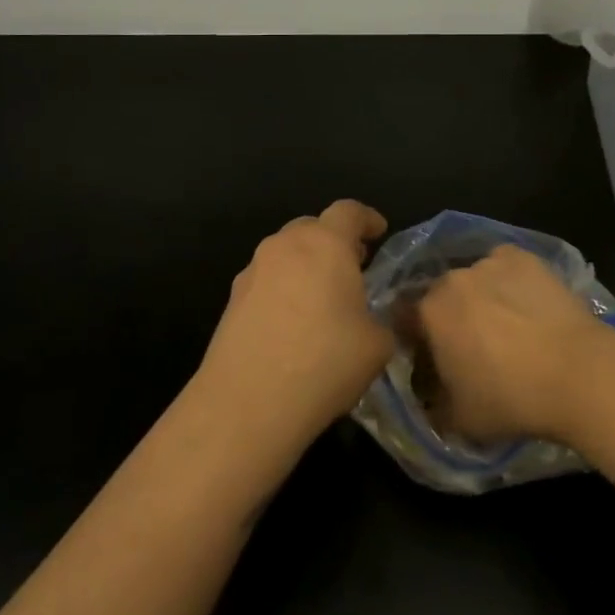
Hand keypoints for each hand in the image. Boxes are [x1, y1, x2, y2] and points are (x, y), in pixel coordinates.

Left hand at [194, 200, 392, 448]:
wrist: (248, 402)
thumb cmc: (324, 363)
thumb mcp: (377, 344)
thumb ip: (382, 319)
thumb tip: (371, 320)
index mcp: (325, 244)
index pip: (349, 211)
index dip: (367, 218)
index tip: (379, 231)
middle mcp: (285, 246)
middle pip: (313, 227)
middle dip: (334, 241)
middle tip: (353, 266)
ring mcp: (253, 271)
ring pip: (286, 253)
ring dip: (306, 265)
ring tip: (323, 298)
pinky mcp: (232, 299)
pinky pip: (267, 280)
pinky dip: (284, 289)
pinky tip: (293, 323)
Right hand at [414, 244, 612, 445]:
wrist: (579, 373)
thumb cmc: (511, 399)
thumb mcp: (461, 421)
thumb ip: (434, 406)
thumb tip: (431, 400)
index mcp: (428, 313)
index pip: (405, 321)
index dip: (416, 340)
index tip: (433, 360)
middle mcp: (452, 279)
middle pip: (441, 297)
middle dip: (451, 318)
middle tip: (473, 345)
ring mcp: (489, 262)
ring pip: (475, 280)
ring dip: (480, 298)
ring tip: (509, 326)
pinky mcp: (524, 256)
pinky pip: (506, 267)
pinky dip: (510, 281)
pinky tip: (528, 305)